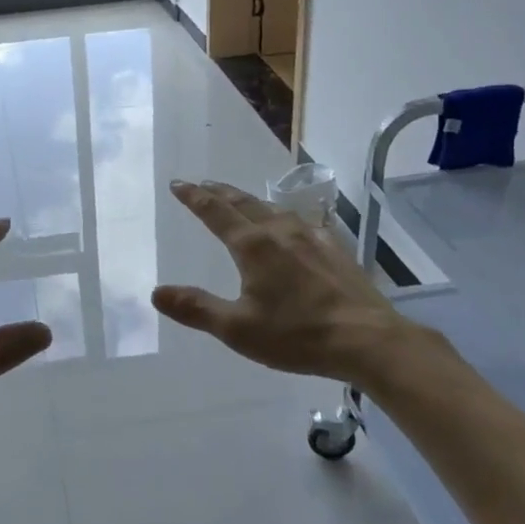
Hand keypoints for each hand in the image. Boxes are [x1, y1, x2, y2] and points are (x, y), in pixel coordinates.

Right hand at [153, 181, 416, 382]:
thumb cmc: (297, 335)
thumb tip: (156, 292)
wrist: (367, 339)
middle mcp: (279, 231)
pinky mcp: (333, 248)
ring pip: (271, 208)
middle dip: (219, 192)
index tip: (178, 184)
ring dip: (248, 200)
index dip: (194, 197)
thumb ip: (197, 308)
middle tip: (202, 184)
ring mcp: (310, 236)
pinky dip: (282, 216)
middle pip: (243, 202)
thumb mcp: (238, 329)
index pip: (215, 212)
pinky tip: (291, 225)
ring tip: (239, 200)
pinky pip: (300, 222)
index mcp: (252, 246)